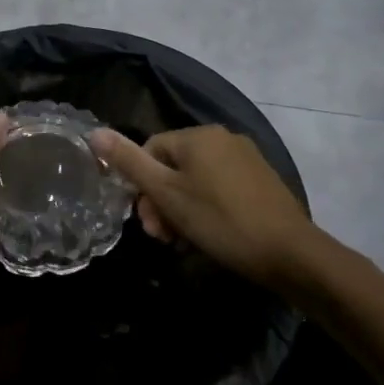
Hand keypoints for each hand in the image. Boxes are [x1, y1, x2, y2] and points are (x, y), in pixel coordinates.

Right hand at [89, 125, 318, 290]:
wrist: (289, 253)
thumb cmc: (220, 221)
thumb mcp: (166, 194)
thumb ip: (129, 162)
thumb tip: (94, 132)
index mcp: (198, 135)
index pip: (150, 151)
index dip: (141, 188)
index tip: (148, 223)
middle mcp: (223, 137)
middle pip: (173, 167)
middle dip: (161, 202)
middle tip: (163, 237)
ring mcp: (246, 158)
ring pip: (195, 181)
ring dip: (181, 210)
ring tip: (185, 242)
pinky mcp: (262, 180)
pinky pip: (220, 188)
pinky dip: (207, 210)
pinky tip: (209, 236)